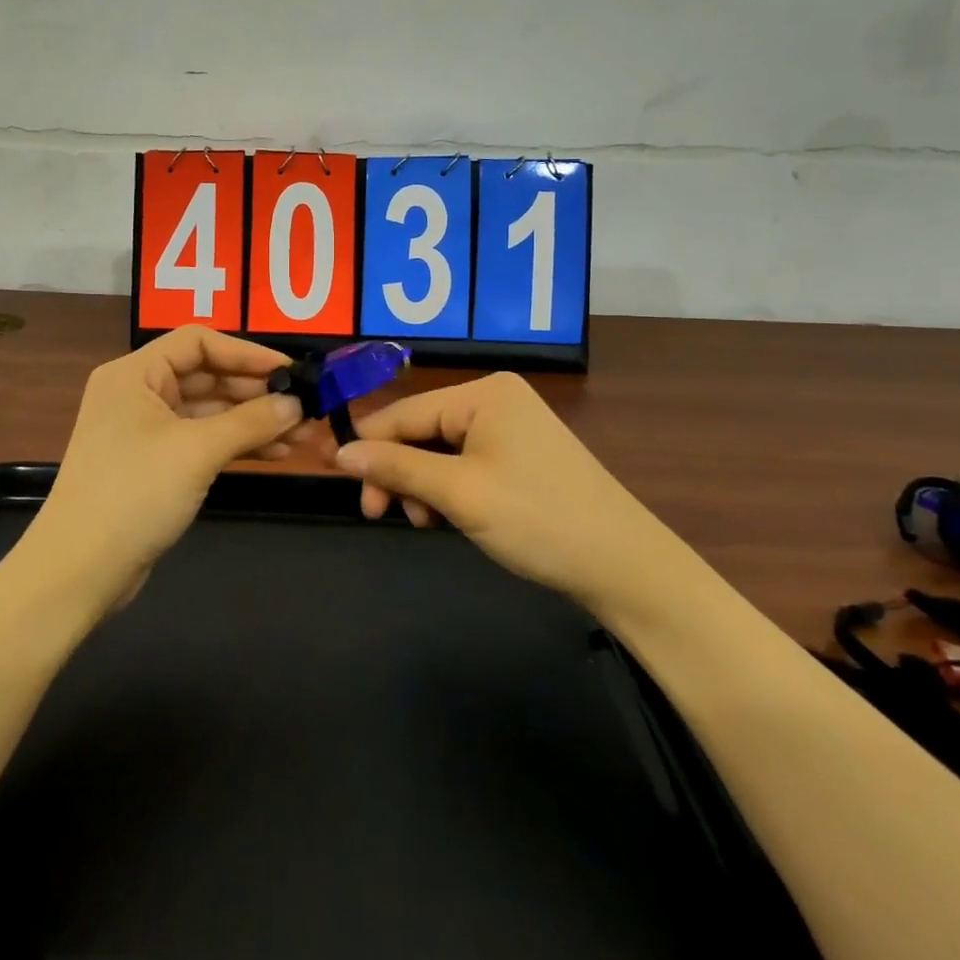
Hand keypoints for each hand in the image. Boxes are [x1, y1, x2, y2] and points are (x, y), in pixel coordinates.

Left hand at [22, 326, 305, 611]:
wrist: (79, 572)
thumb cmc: (134, 494)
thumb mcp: (197, 451)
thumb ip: (251, 421)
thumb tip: (297, 404)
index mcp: (134, 374)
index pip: (198, 343)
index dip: (246, 353)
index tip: (290, 370)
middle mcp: (138, 394)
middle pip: (206, 376)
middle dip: (256, 392)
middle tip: (305, 406)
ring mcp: (146, 431)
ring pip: (209, 412)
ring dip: (253, 421)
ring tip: (302, 434)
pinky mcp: (156, 464)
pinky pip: (203, 441)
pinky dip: (237, 444)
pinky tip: (277, 453)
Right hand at [331, 372, 670, 605]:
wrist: (623, 566)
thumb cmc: (537, 519)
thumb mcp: (459, 493)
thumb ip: (396, 468)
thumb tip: (339, 453)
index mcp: (483, 394)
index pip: (405, 413)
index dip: (367, 446)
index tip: (336, 480)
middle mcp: (496, 399)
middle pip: (422, 431)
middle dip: (397, 473)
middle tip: (379, 515)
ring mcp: (512, 427)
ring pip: (441, 451)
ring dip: (421, 485)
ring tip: (422, 523)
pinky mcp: (521, 456)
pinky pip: (466, 463)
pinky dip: (447, 490)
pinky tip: (444, 517)